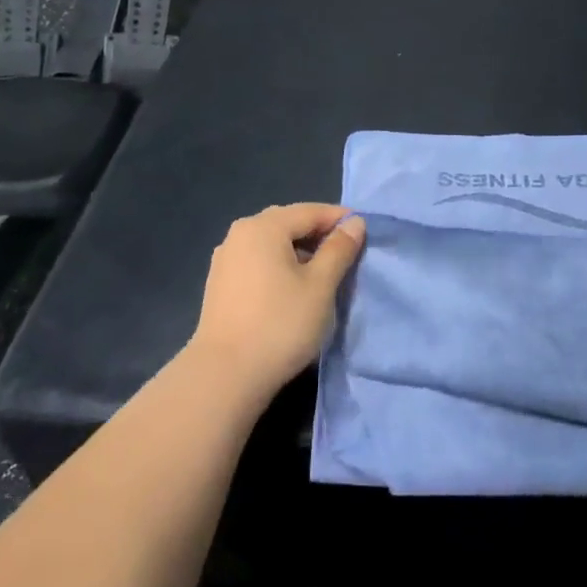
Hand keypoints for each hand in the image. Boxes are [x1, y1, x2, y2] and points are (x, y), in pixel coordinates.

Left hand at [189, 203, 366, 401]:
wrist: (225, 376)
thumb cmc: (280, 324)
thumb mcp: (320, 286)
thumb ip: (339, 249)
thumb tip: (354, 223)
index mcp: (263, 227)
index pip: (310, 211)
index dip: (339, 219)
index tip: (365, 231)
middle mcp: (240, 234)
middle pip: (288, 223)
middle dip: (318, 233)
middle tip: (346, 251)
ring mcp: (226, 259)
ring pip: (272, 243)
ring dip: (299, 251)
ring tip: (323, 272)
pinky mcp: (220, 284)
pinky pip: (258, 261)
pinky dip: (280, 265)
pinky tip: (293, 288)